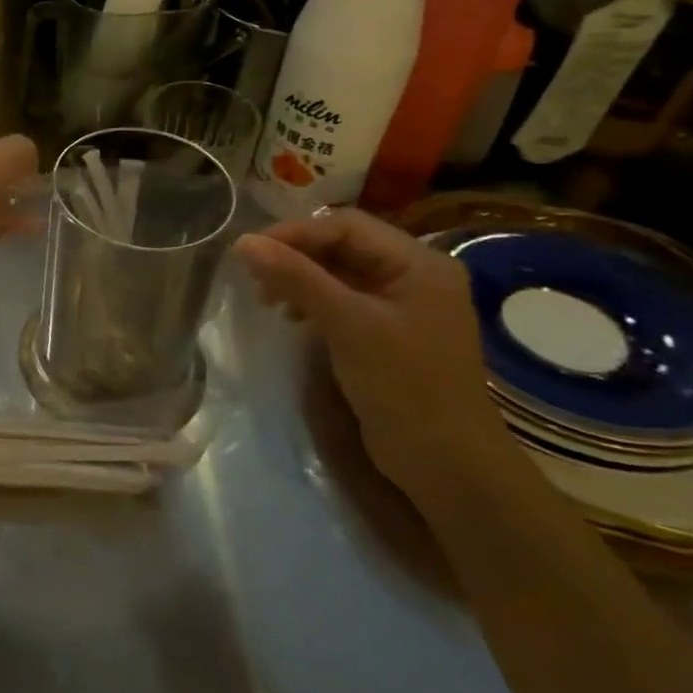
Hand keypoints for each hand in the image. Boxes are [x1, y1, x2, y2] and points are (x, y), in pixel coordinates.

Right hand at [235, 209, 510, 501]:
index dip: (295, 232)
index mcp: (419, 263)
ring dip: (300, 278)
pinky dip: (314, 301)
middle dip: (295, 256)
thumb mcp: (347, 324)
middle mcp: (415, 275)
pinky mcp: (390, 333)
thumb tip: (243, 242)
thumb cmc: (404, 385)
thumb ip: (296, 277)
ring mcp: (404, 305)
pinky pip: (345, 300)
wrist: (449, 466)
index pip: (346, 226)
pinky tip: (293, 318)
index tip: (250, 251)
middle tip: (254, 277)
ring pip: (341, 273)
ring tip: (268, 299)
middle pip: (344, 246)